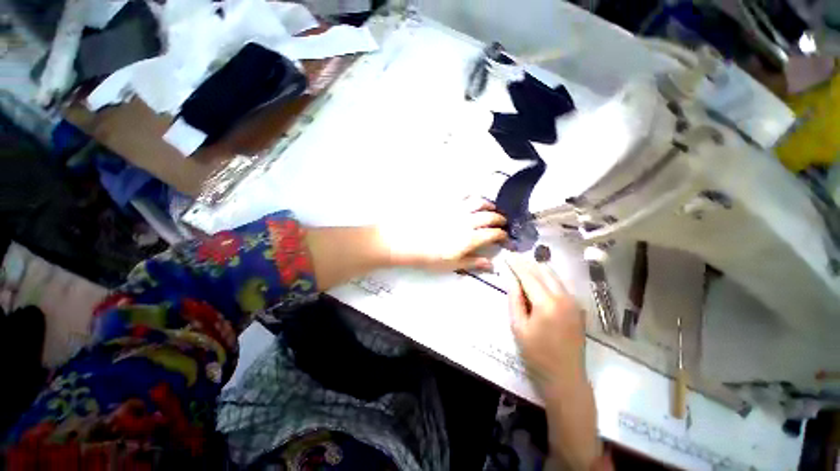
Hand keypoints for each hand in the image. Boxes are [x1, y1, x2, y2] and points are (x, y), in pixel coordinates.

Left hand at [378, 196, 507, 271]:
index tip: (505, 236)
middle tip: (502, 222)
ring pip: (478, 202)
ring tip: (491, 208)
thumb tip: (492, 265)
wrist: (405, 241)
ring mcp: (456, 209)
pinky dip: (471, 196)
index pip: (493, 233)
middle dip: (500, 218)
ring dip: (489, 204)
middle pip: (490, 216)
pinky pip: (462, 195)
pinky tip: (470, 199)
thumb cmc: (428, 256)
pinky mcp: (445, 202)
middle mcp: (467, 220)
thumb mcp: (452, 264)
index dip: (502, 235)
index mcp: (470, 237)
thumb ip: (473, 262)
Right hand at [506, 255, 586, 391]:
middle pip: (543, 271)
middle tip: (514, 258)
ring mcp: (574, 302)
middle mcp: (564, 298)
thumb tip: (511, 279)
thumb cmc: (536, 354)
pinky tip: (538, 282)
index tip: (507, 255)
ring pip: (554, 276)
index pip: (529, 275)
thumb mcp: (518, 327)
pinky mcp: (578, 308)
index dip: (517, 264)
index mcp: (547, 303)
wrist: (566, 377)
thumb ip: (514, 299)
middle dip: (527, 263)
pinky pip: (561, 286)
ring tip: (523, 267)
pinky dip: (548, 279)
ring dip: (538, 269)